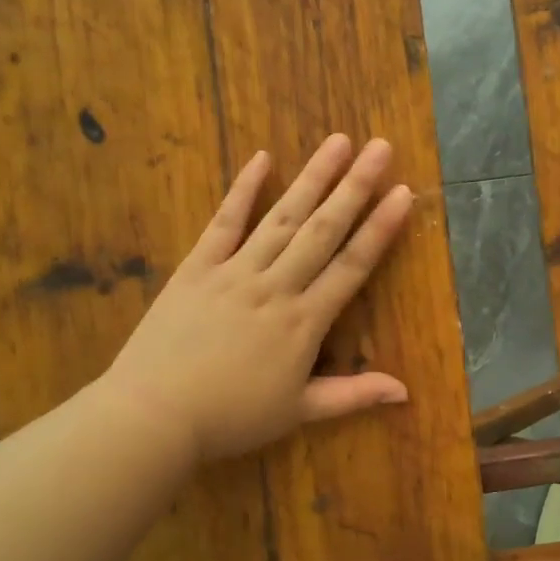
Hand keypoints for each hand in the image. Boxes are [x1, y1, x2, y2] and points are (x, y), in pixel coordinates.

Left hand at [101, 135, 415, 462]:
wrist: (154, 415)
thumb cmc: (230, 418)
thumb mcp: (298, 412)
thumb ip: (353, 395)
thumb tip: (405, 391)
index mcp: (304, 323)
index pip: (351, 267)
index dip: (379, 229)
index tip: (402, 192)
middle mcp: (275, 286)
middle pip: (323, 230)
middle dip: (355, 187)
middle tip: (380, 147)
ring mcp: (234, 271)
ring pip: (282, 218)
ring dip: (312, 178)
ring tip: (337, 142)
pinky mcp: (197, 267)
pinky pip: (224, 223)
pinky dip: (242, 190)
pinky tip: (261, 158)